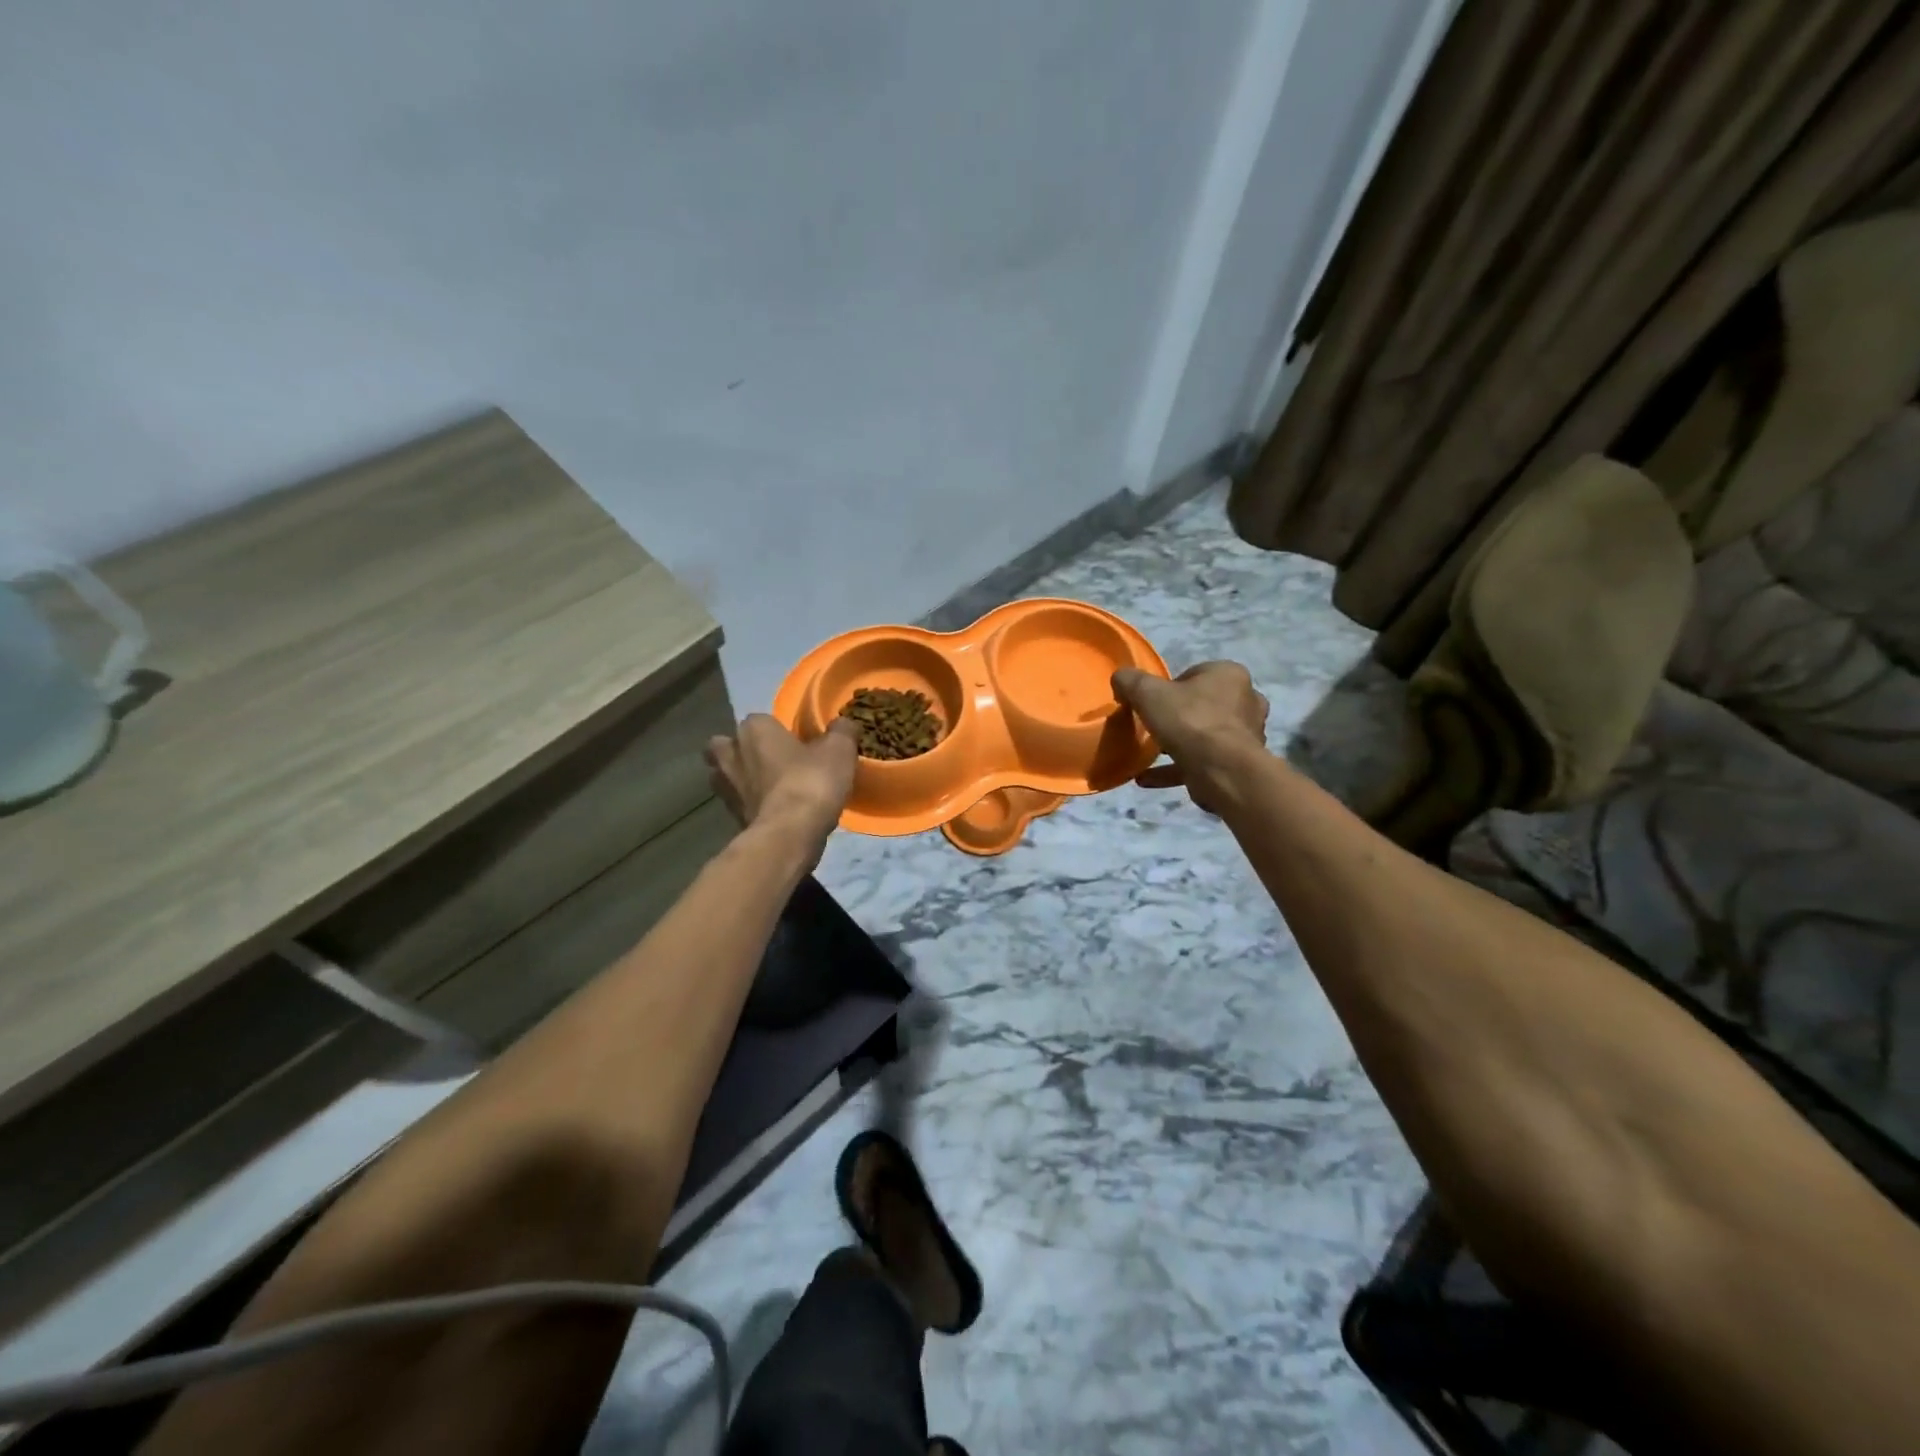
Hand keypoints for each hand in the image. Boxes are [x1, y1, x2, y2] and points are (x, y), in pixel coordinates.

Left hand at [704, 715, 859, 861]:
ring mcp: (725, 788)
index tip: (798, 743)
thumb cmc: (810, 782)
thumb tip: (844, 724)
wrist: (788, 835)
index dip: (778, 731)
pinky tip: (774, 811)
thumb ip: (842, 731)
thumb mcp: (839, 750)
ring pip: (725, 775)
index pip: (761, 720)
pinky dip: (751, 805)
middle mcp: (731, 753)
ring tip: (770, 788)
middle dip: (742, 751)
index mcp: (754, 729)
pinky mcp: (729, 817)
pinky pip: (738, 803)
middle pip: (727, 745)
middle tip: (771, 761)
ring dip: (741, 779)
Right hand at [1112, 661, 1270, 811]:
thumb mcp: (1148, 693)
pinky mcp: (1238, 764)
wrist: (1221, 770)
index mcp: (1230, 674)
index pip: (1195, 674)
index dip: (1170, 688)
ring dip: (1178, 744)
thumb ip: (1131, 681)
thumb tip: (1120, 678)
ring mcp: (1246, 735)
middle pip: (1203, 705)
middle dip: (1178, 716)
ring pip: (1204, 735)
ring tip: (1149, 754)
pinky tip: (1146, 778)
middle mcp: (1246, 701)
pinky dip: (1176, 769)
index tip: (1152, 703)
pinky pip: (1202, 762)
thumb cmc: (1188, 720)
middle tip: (1154, 727)